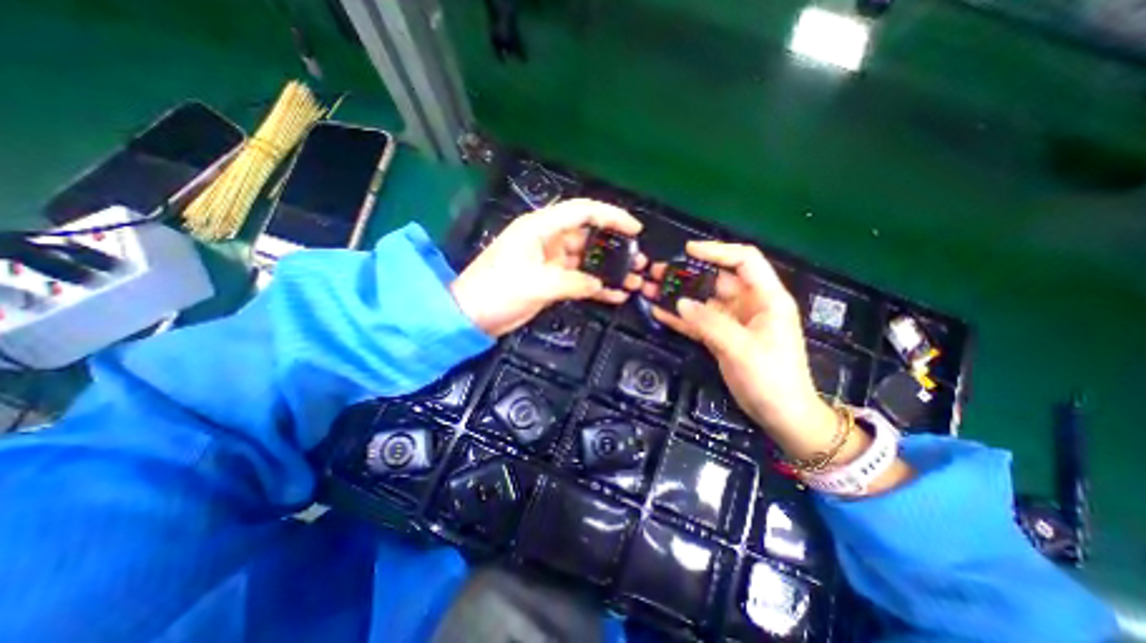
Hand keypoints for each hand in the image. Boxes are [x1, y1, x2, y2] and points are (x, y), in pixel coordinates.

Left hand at [449, 199, 646, 339]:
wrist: (472, 316)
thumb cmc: (497, 291)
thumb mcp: (537, 284)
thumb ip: (573, 282)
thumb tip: (599, 285)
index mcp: (541, 228)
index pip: (582, 212)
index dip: (611, 216)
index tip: (635, 229)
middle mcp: (548, 241)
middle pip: (588, 237)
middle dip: (615, 247)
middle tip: (639, 261)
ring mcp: (551, 263)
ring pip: (586, 261)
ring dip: (609, 270)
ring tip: (634, 280)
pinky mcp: (551, 282)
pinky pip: (579, 280)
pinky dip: (596, 287)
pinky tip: (615, 294)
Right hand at [641, 241, 838, 462]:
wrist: (780, 415)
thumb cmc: (772, 378)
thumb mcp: (742, 348)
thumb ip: (710, 323)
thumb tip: (681, 302)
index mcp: (766, 298)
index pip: (744, 261)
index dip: (717, 251)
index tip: (688, 251)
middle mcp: (749, 304)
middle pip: (716, 280)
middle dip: (686, 275)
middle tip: (657, 272)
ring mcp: (732, 322)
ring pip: (702, 301)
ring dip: (678, 296)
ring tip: (650, 289)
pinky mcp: (720, 337)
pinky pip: (697, 322)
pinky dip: (679, 318)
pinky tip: (659, 312)